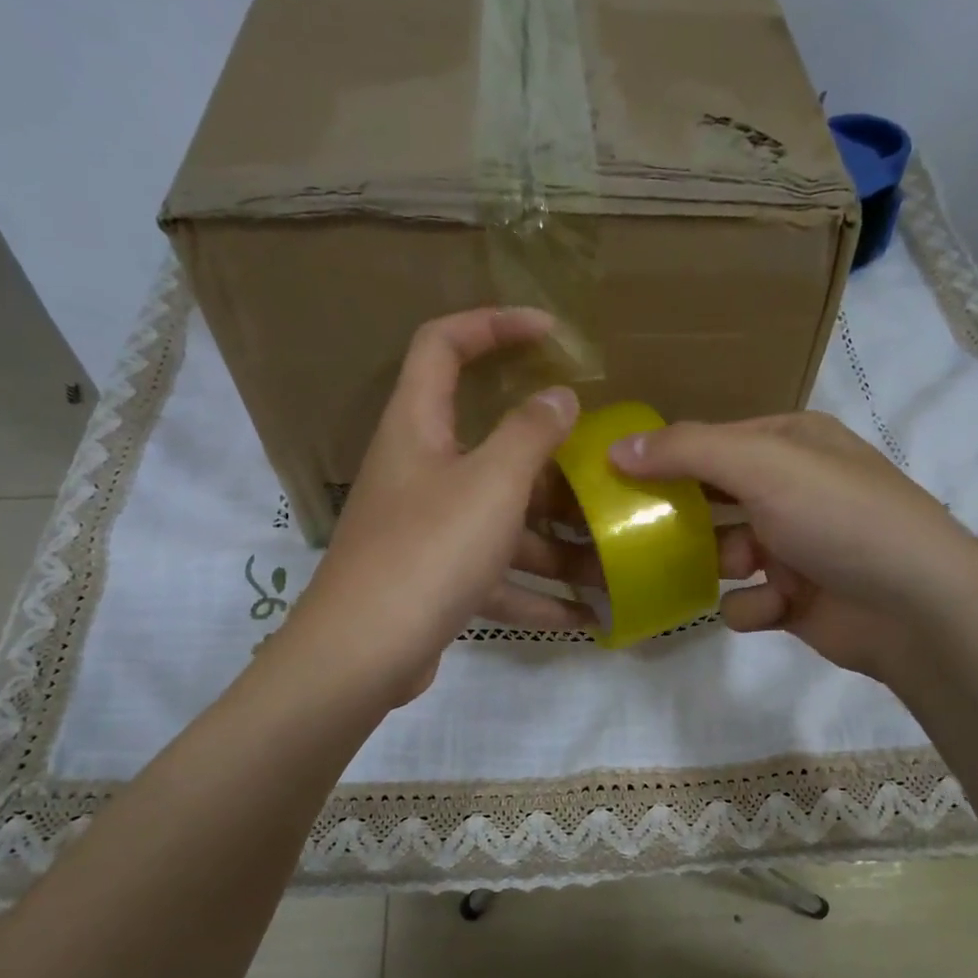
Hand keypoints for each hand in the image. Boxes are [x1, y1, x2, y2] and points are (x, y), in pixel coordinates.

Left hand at [281, 308, 595, 703]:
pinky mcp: (437, 579)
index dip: (493, 324)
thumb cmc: (428, 551)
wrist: (365, 653)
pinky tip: (584, 617)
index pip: (444, 345)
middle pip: (489, 446)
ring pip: (501, 521)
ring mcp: (428, 530)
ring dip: (555, 544)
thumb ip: (530, 434)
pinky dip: (535, 593)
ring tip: (612, 564)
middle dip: (550, 461)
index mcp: (418, 427)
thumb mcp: (491, 484)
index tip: (550, 334)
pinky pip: (496, 575)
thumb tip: (558, 396)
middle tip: (601, 472)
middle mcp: (420, 471)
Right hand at [610, 412, 977, 681]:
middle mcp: (792, 489)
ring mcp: (796, 545)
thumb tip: (616, 448)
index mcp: (790, 443)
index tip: (613, 479)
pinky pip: (749, 600)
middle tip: (632, 533)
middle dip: (680, 518)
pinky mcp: (797, 598)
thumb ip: (687, 451)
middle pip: (713, 498)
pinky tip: (770, 608)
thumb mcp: (764, 465)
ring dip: (717, 566)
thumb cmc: (840, 519)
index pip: (710, 442)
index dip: (663, 457)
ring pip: (724, 553)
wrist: (917, 608)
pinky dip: (753, 607)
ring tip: (718, 573)